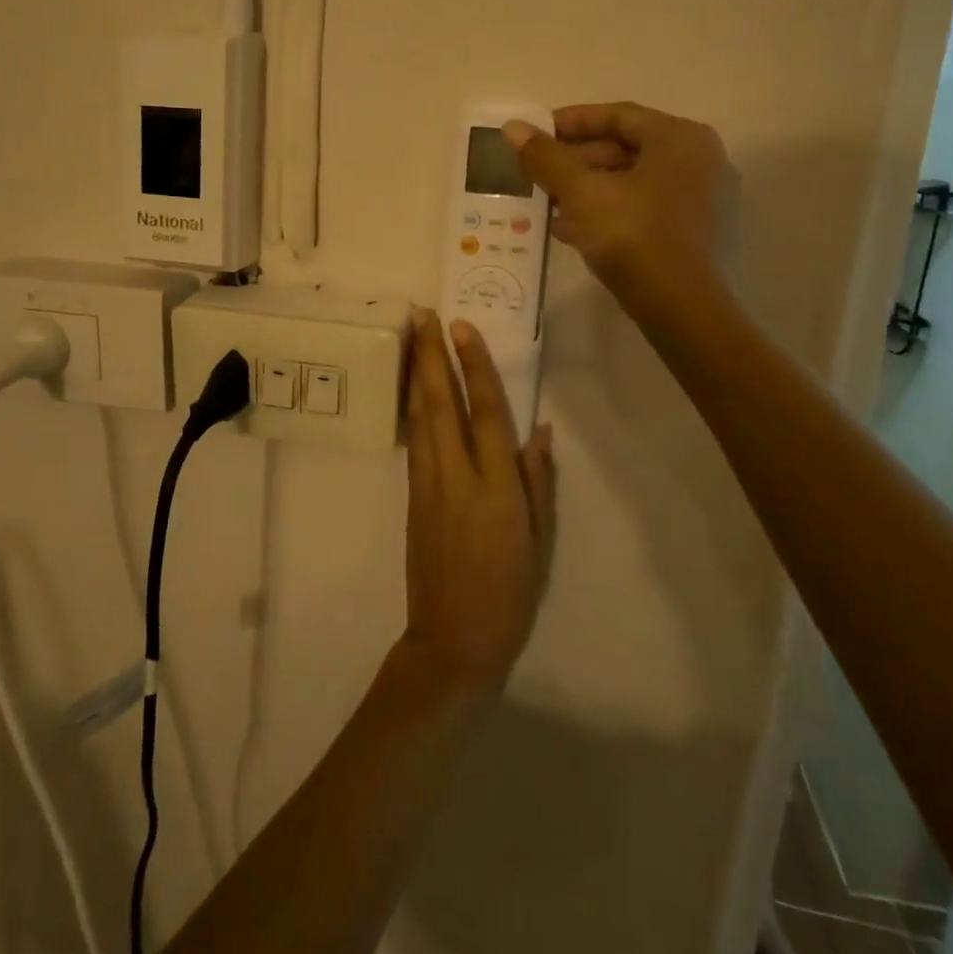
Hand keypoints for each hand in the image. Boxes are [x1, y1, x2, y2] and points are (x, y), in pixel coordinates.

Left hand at [399, 310, 556, 694]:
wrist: (452, 640)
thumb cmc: (509, 593)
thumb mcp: (540, 542)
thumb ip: (538, 482)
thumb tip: (540, 430)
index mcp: (495, 489)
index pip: (486, 413)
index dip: (475, 367)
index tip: (463, 328)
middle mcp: (456, 477)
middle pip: (441, 403)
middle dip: (431, 355)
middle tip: (423, 313)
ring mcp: (427, 484)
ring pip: (419, 416)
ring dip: (417, 371)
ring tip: (413, 335)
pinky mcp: (411, 495)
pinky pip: (413, 439)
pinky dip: (412, 405)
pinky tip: (413, 386)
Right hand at [504, 102, 739, 309]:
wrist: (683, 309)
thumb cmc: (633, 236)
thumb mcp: (581, 193)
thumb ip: (546, 157)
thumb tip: (512, 126)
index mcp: (680, 138)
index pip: (618, 115)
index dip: (571, 121)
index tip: (536, 133)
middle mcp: (701, 160)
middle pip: (627, 148)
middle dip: (577, 160)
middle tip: (538, 171)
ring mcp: (705, 199)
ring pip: (634, 182)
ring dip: (589, 188)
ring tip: (547, 201)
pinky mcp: (698, 234)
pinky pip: (646, 208)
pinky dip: (609, 210)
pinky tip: (572, 229)